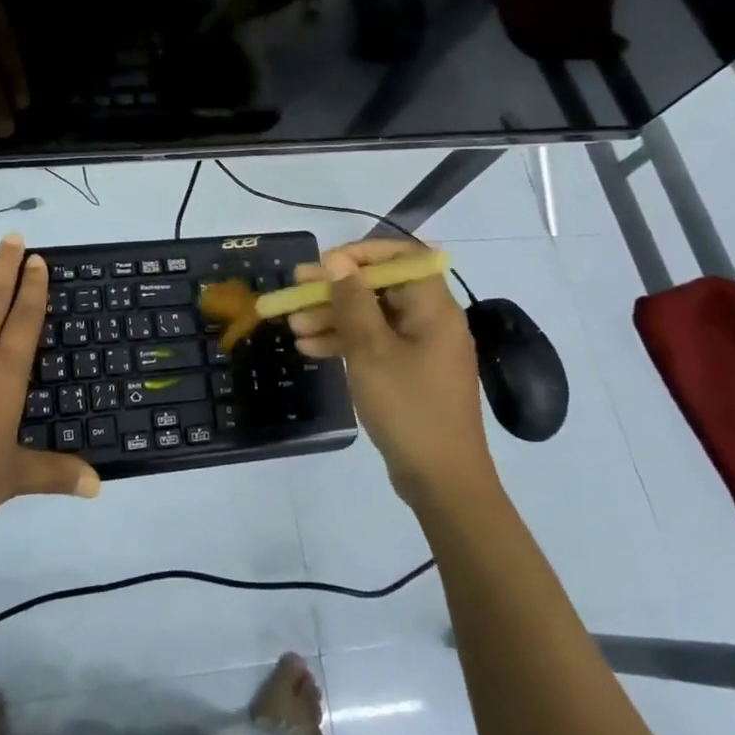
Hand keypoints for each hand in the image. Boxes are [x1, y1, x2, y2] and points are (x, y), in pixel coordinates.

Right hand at [288, 240, 496, 506]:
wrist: (442, 480)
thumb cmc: (409, 406)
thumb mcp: (371, 350)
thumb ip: (353, 301)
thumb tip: (338, 261)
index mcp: (433, 307)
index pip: (403, 256)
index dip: (363, 253)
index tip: (326, 263)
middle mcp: (430, 320)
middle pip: (380, 287)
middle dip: (336, 288)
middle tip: (295, 289)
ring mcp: (420, 349)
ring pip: (371, 317)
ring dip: (332, 317)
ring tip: (293, 325)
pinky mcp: (408, 374)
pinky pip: (374, 345)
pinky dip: (344, 343)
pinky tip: (309, 349)